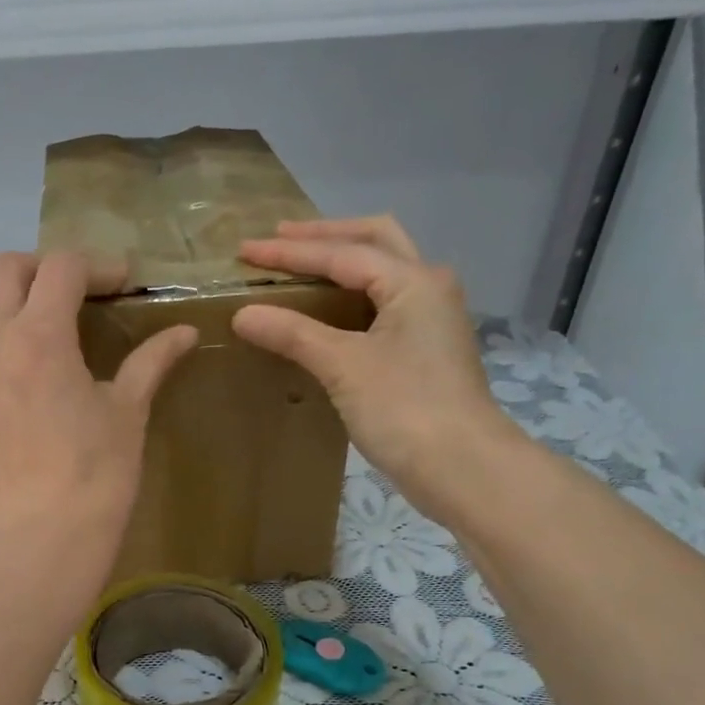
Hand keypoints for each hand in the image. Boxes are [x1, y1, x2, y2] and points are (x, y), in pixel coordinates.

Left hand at [0, 252, 196, 560]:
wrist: (47, 531)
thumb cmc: (97, 470)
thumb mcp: (129, 410)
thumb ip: (151, 361)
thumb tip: (184, 332)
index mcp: (42, 336)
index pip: (62, 267)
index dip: (98, 266)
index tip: (124, 285)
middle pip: (7, 269)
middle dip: (45, 268)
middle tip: (79, 293)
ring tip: (28, 326)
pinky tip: (12, 371)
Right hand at [232, 216, 523, 518]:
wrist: (462, 468)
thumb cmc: (405, 409)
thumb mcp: (343, 366)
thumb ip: (293, 333)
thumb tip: (242, 313)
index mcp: (413, 281)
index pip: (342, 253)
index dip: (290, 252)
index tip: (245, 250)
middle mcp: (428, 288)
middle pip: (374, 241)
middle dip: (325, 236)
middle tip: (279, 239)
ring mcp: (430, 319)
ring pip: (382, 271)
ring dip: (342, 261)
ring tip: (300, 264)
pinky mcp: (424, 350)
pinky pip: (382, 304)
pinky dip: (350, 296)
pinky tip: (325, 311)